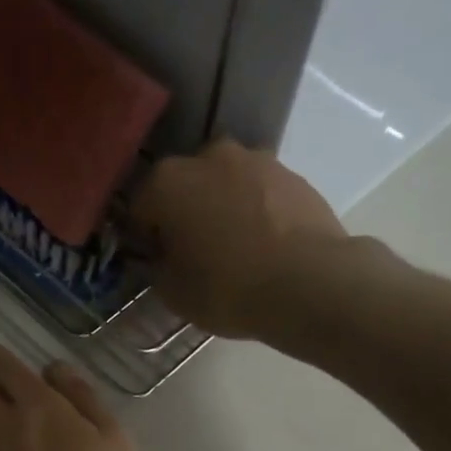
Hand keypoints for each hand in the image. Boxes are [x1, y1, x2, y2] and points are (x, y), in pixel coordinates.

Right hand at [128, 137, 349, 340]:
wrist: (309, 282)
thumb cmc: (227, 288)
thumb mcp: (173, 292)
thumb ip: (158, 266)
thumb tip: (163, 255)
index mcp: (167, 182)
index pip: (141, 209)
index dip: (146, 238)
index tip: (158, 261)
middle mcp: (208, 157)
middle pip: (185, 186)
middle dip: (186, 212)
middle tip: (197, 252)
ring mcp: (256, 160)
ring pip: (226, 184)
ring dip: (224, 206)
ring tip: (237, 247)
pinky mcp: (294, 174)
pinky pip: (261, 193)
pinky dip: (258, 211)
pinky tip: (267, 243)